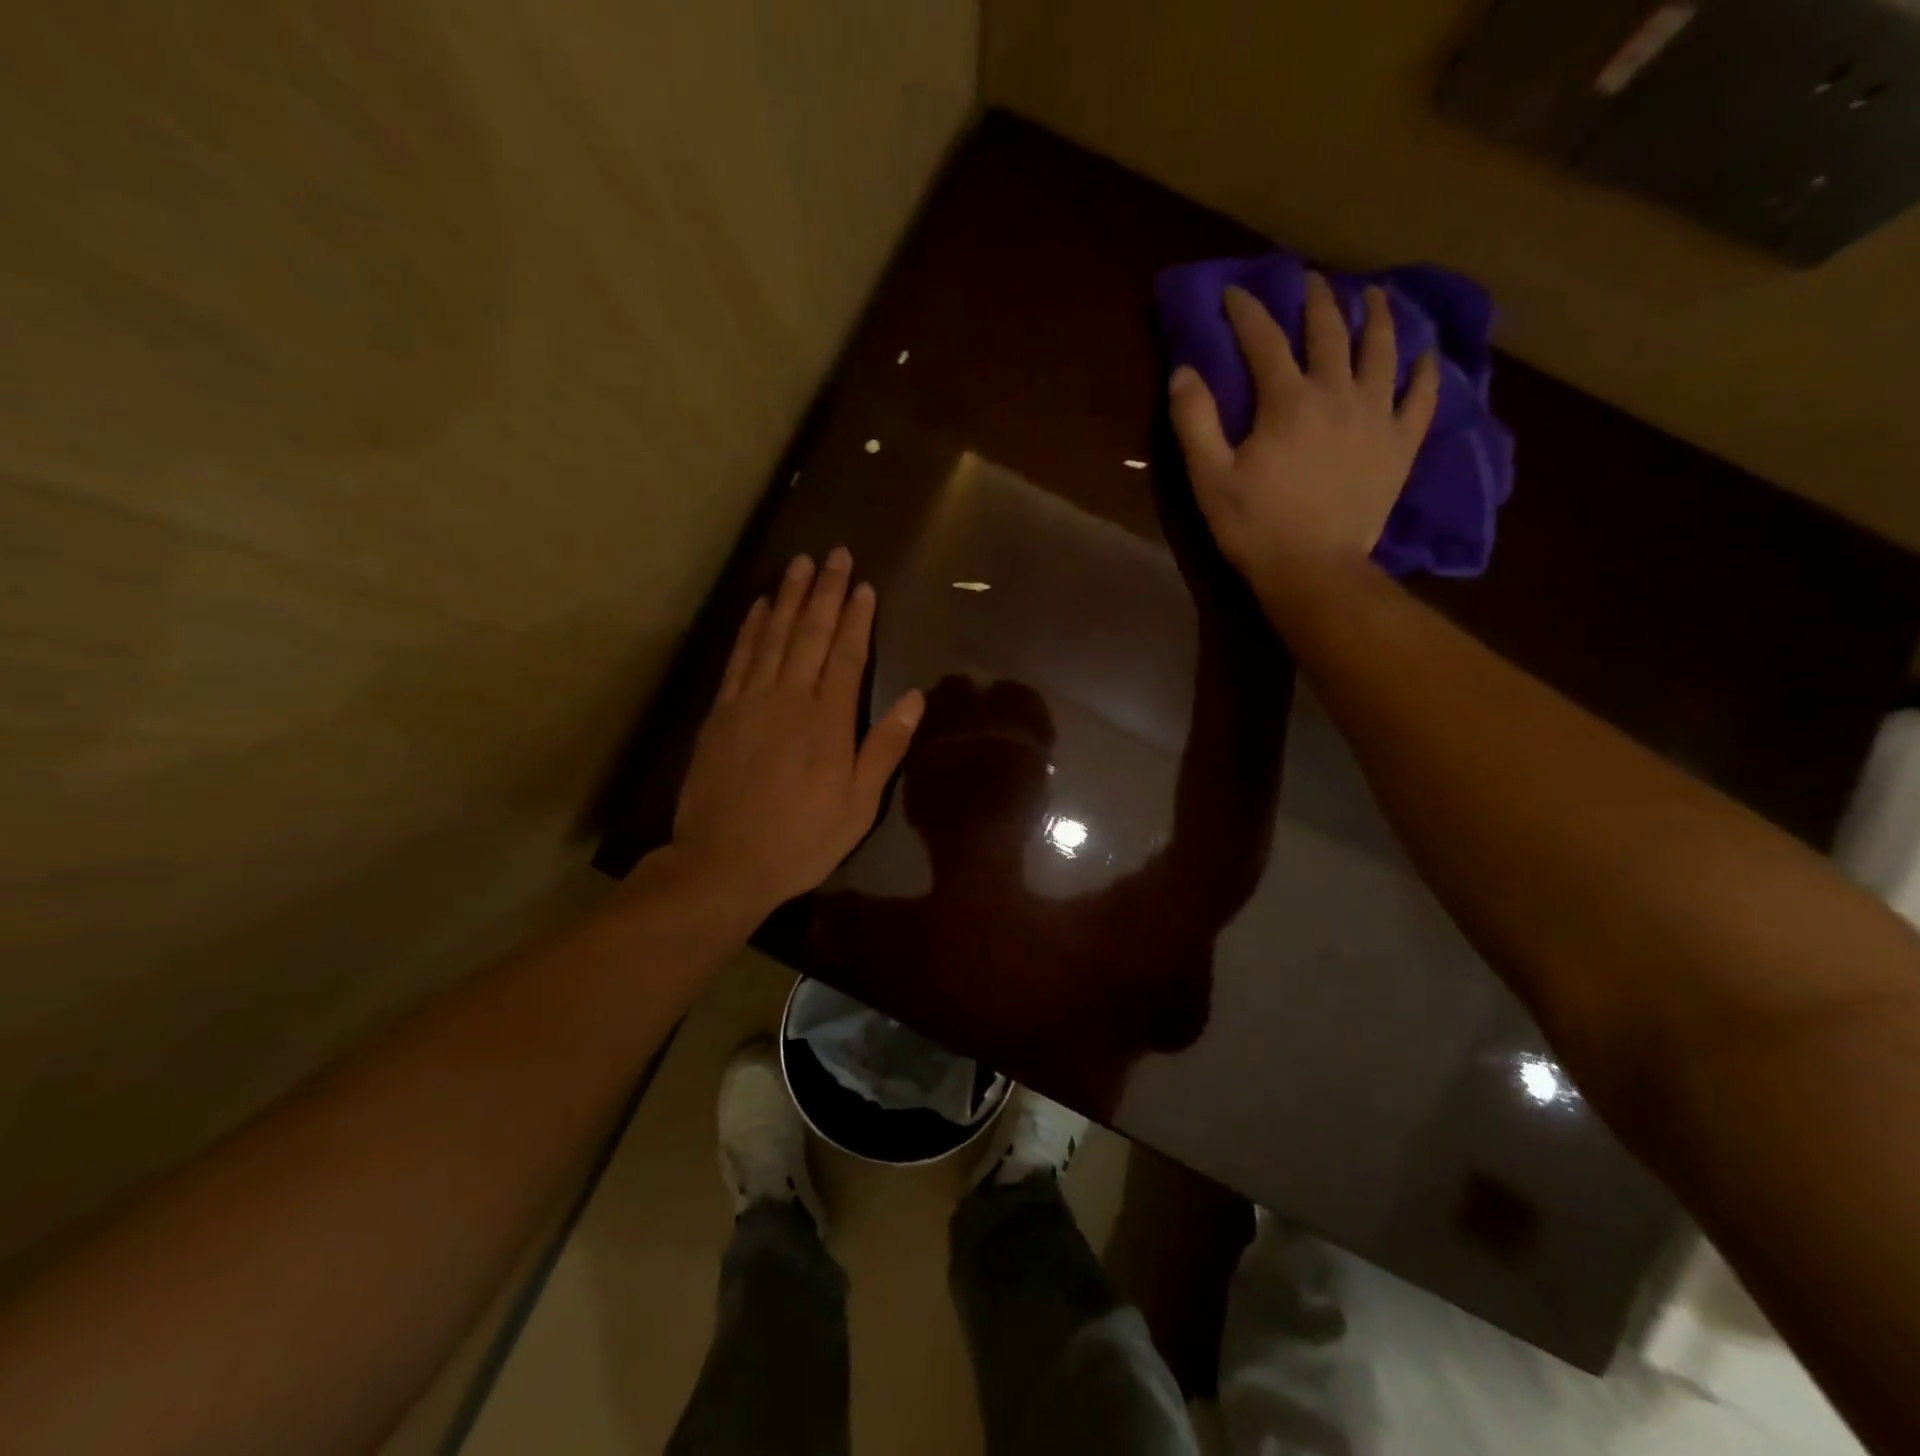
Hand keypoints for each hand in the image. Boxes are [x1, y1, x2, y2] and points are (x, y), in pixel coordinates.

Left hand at [672, 548, 923, 918]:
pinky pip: (738, 658)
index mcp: (828, 721)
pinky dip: (750, 628)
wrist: (723, 863)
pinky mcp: (720, 713)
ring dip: (789, 597)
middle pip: (810, 634)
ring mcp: (750, 702)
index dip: (857, 618)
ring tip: (800, 564)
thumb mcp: (858, 805)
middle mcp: (789, 699)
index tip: (864, 586)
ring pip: (773, 637)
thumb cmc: (802, 840)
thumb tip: (916, 698)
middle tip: (835, 555)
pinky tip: (758, 607)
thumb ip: (885, 747)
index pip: (846, 655)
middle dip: (825, 592)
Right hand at [1168, 274, 1439, 591]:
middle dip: (1317, 301)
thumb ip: (1195, 421)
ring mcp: (1377, 416)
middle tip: (1311, 280)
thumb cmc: (1255, 526)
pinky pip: (1422, 398)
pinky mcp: (1401, 444)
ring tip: (1373, 297)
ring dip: (1376, 317)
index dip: (1248, 312)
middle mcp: (1338, 393)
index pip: (1265, 340)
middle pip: (1329, 332)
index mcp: (1287, 401)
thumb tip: (1184, 370)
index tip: (1236, 292)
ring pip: (1383, 351)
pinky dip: (1426, 372)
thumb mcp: (1209, 478)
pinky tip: (1427, 356)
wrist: (1313, 569)